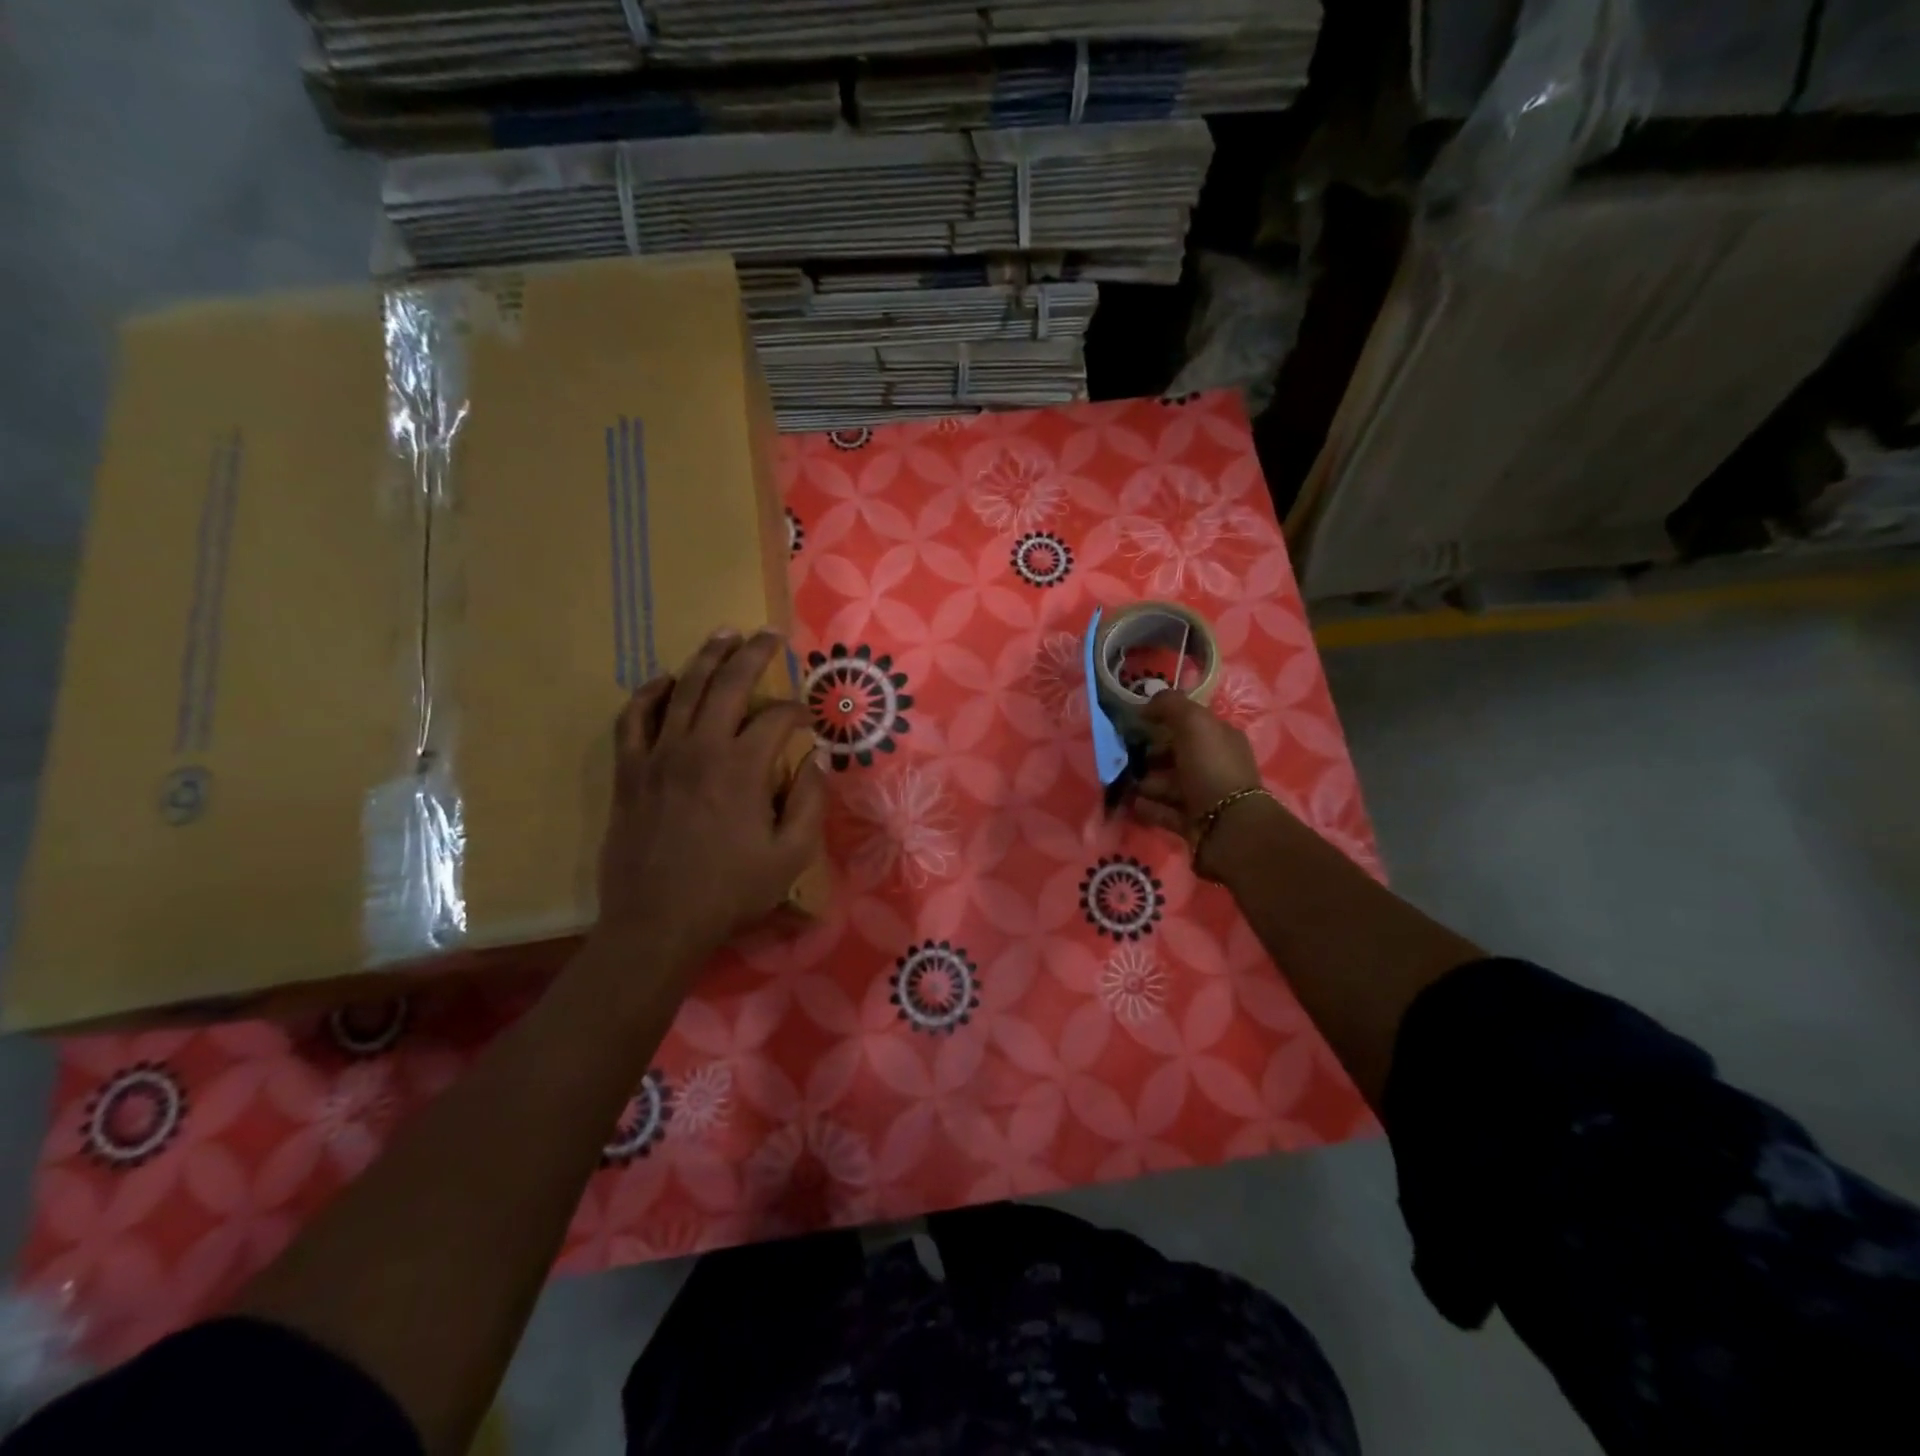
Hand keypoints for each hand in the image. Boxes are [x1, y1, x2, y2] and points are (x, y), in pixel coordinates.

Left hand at [590, 629, 825, 981]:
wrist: (657, 923)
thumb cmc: (730, 892)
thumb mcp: (791, 855)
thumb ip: (810, 802)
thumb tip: (818, 758)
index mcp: (743, 768)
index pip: (777, 718)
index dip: (798, 711)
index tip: (808, 720)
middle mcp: (700, 748)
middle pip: (728, 684)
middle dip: (754, 653)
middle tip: (770, 633)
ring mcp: (659, 756)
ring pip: (682, 689)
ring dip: (706, 657)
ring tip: (724, 634)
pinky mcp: (630, 771)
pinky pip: (634, 718)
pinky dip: (649, 693)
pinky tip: (664, 680)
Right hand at [1132, 691, 1269, 864]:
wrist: (1229, 828)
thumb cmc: (1211, 768)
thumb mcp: (1193, 723)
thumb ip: (1170, 706)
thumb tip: (1147, 704)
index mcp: (1221, 738)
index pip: (1189, 724)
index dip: (1163, 720)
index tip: (1136, 723)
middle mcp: (1215, 765)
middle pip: (1176, 755)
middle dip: (1150, 754)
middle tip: (1125, 757)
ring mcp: (1205, 796)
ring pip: (1168, 784)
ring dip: (1146, 782)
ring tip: (1125, 783)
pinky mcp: (1193, 823)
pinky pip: (1164, 811)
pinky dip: (1148, 807)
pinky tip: (1132, 804)